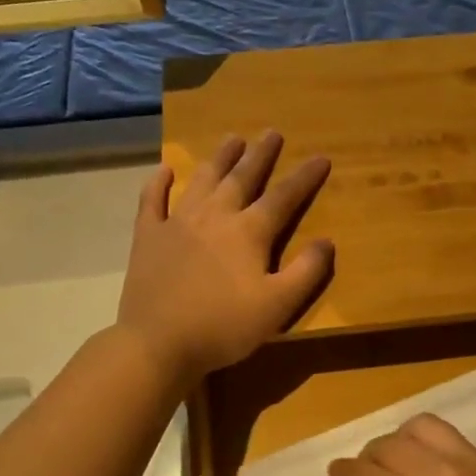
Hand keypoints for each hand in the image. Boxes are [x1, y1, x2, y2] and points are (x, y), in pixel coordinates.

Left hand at [117, 131, 332, 382]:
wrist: (158, 343)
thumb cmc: (223, 327)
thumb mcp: (277, 307)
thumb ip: (306, 272)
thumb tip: (327, 242)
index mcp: (248, 233)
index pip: (283, 197)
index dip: (304, 177)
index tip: (320, 157)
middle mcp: (214, 217)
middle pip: (241, 178)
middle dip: (260, 155)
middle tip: (272, 132)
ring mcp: (177, 223)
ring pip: (202, 180)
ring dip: (219, 158)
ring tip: (232, 138)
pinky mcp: (147, 237)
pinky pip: (151, 201)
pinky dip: (158, 183)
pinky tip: (164, 170)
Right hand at [329, 413, 475, 475]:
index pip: (358, 472)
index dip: (343, 474)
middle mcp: (434, 471)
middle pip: (387, 443)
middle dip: (372, 458)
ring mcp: (473, 463)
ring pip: (424, 427)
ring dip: (406, 441)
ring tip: (409, 465)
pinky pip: (462, 445)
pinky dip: (444, 455)